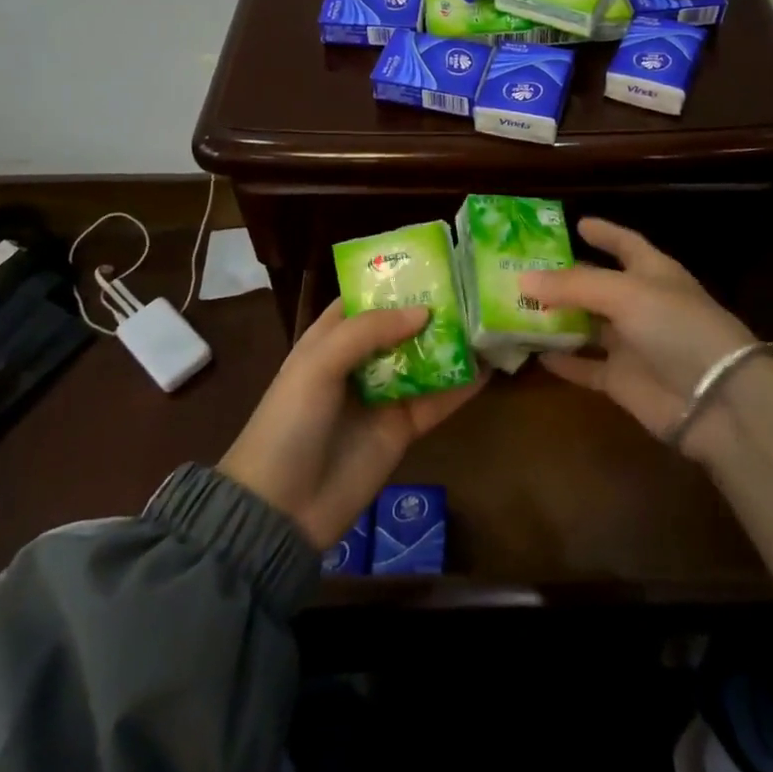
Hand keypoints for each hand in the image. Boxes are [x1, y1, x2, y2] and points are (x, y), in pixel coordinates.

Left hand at [220, 300, 486, 549]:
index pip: (364, 299)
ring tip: (490, 318)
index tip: (432, 261)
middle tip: (474, 286)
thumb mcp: (318, 365)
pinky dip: (462, 385)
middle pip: (401, 326)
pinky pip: (437, 400)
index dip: (393, 281)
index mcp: (329, 339)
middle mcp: (359, 361)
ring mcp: (383, 395)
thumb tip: (424, 312)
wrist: (281, 510)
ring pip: (424, 360)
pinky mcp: (403, 428)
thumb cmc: (290, 424)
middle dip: (433, 308)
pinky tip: (491, 367)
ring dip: (452, 343)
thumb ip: (368, 331)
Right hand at [524, 218, 762, 461]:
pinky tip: (534, 353)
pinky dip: (563, 360)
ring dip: (557, 318)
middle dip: (565, 277)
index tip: (575, 224)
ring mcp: (631, 343)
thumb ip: (573, 285)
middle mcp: (641, 304)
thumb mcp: (625, 293)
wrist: (715, 399)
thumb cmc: (676, 327)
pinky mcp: (622, 379)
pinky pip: (586, 366)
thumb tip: (522, 279)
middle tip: (523, 269)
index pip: (626, 244)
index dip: (604, 232)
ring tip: (517, 307)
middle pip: (597, 284)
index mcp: (653, 273)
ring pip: (586, 325)